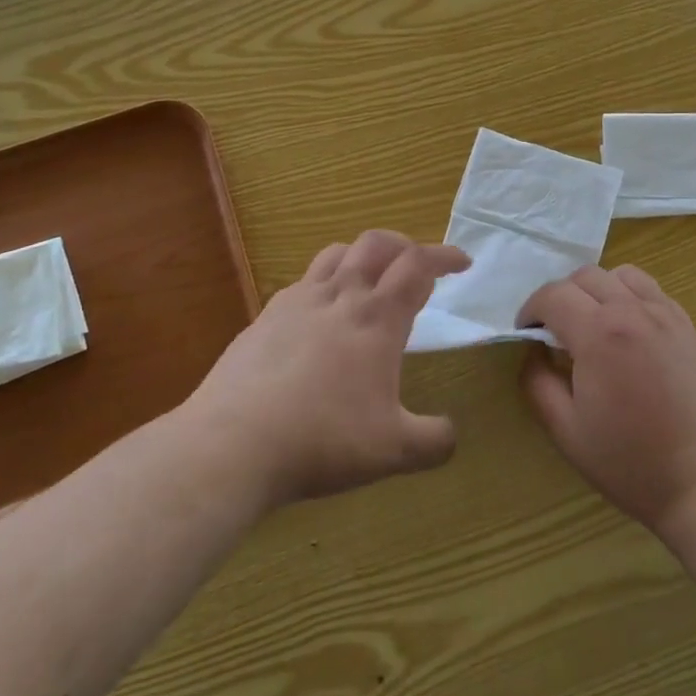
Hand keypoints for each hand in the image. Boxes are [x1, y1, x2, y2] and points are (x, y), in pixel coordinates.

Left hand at [190, 231, 466, 507]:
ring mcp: (298, 302)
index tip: (463, 263)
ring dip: (363, 257)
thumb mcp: (393, 451)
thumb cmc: (323, 440)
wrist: (233, 443)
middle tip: (416, 268)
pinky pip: (303, 282)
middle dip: (405, 246)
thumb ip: (434, 441)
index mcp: (378, 318)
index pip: (419, 265)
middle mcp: (341, 296)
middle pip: (377, 243)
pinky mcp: (265, 316)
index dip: (445, 256)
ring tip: (370, 281)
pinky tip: (321, 317)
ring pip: (337, 253)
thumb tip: (452, 435)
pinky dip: (325, 284)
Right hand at [518, 265, 695, 536]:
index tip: (526, 334)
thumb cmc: (631, 463)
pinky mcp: (690, 327)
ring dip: (597, 290)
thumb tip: (534, 352)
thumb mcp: (567, 432)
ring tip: (593, 324)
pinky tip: (629, 332)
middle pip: (585, 276)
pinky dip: (630, 297)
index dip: (530, 310)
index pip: (553, 295)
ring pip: (621, 275)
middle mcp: (633, 311)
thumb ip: (538, 383)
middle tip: (555, 332)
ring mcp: (667, 315)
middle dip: (560, 297)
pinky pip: (652, 292)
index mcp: (599, 333)